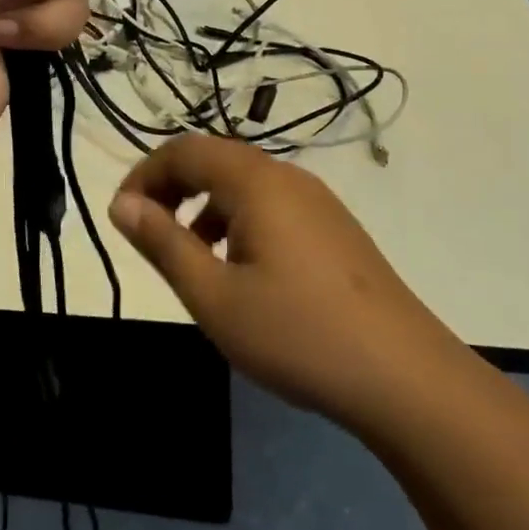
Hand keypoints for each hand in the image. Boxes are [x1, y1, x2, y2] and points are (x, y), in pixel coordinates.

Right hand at [109, 135, 469, 436]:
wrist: (407, 379)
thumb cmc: (298, 334)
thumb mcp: (214, 296)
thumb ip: (162, 243)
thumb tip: (121, 203)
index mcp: (256, 181)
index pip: (184, 150)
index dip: (144, 175)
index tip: (122, 217)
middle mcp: (288, 177)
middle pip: (215, 160)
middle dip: (172, 188)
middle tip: (148, 234)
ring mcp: (318, 202)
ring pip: (244, 184)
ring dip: (204, 207)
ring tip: (191, 259)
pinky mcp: (335, 229)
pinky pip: (271, 206)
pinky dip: (238, 222)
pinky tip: (241, 272)